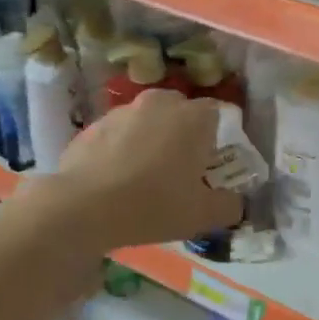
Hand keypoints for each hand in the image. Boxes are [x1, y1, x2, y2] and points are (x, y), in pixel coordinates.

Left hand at [33, 88, 243, 247]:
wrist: (83, 208)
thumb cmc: (155, 205)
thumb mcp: (203, 216)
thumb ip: (229, 206)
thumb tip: (235, 202)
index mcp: (192, 117)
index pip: (216, 113)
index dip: (216, 137)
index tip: (209, 164)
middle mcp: (158, 103)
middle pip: (179, 111)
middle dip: (181, 133)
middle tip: (179, 169)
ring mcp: (121, 112)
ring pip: (145, 121)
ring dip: (149, 140)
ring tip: (143, 177)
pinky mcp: (91, 127)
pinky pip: (116, 135)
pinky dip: (120, 150)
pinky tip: (115, 181)